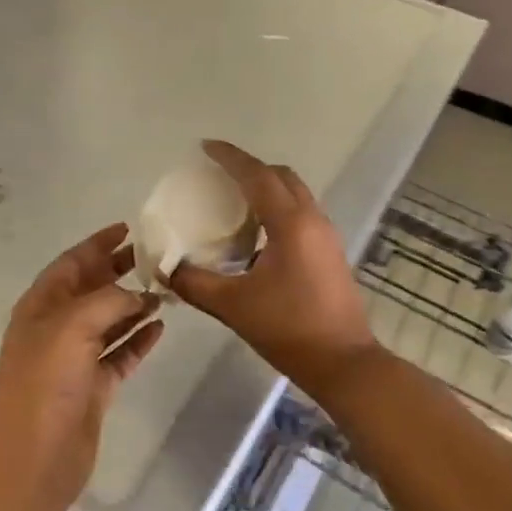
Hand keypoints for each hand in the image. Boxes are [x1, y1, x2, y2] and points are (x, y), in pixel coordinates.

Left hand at [0, 225, 163, 510]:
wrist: (33, 461)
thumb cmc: (45, 382)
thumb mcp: (74, 325)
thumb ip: (109, 299)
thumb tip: (138, 295)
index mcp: (42, 305)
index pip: (72, 262)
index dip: (98, 243)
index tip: (128, 228)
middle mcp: (57, 327)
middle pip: (92, 289)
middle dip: (120, 271)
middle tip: (156, 257)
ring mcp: (75, 359)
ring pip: (109, 321)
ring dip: (134, 305)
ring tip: (166, 290)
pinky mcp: (93, 387)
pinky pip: (120, 354)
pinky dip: (138, 340)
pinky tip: (161, 327)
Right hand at [169, 142, 379, 396]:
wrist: (345, 363)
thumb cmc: (289, 329)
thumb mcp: (234, 306)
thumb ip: (196, 283)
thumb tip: (167, 269)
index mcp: (290, 223)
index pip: (257, 175)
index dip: (230, 157)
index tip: (206, 147)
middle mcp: (312, 219)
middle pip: (280, 176)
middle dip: (250, 168)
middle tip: (218, 174)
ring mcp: (326, 235)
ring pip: (295, 193)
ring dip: (266, 188)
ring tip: (234, 200)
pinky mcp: (330, 252)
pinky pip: (301, 213)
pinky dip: (277, 208)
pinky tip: (257, 233)